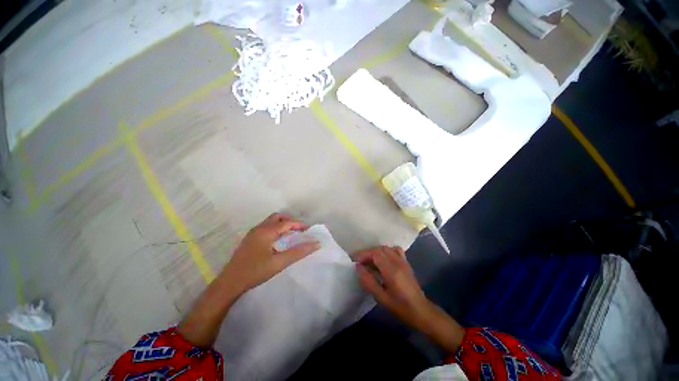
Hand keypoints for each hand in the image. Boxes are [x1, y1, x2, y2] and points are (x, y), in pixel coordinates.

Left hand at [224, 213, 319, 292]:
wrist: (229, 283)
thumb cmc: (255, 272)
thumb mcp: (279, 263)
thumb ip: (298, 252)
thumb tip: (315, 244)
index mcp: (266, 232)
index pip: (287, 223)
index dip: (299, 224)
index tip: (309, 229)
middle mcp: (259, 229)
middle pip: (277, 217)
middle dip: (290, 221)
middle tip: (299, 230)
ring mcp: (252, 233)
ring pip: (270, 222)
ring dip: (282, 224)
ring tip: (291, 234)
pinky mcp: (249, 239)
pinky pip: (266, 228)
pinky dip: (275, 229)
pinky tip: (278, 240)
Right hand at [355, 246, 428, 326]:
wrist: (421, 311)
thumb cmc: (400, 307)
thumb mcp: (381, 298)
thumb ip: (368, 281)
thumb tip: (358, 267)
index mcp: (392, 270)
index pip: (375, 254)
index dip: (363, 254)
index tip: (354, 260)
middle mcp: (398, 262)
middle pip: (380, 249)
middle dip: (368, 253)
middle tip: (360, 262)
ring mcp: (403, 261)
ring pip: (387, 248)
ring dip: (376, 252)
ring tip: (369, 261)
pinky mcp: (406, 263)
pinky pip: (395, 250)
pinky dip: (386, 251)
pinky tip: (383, 259)